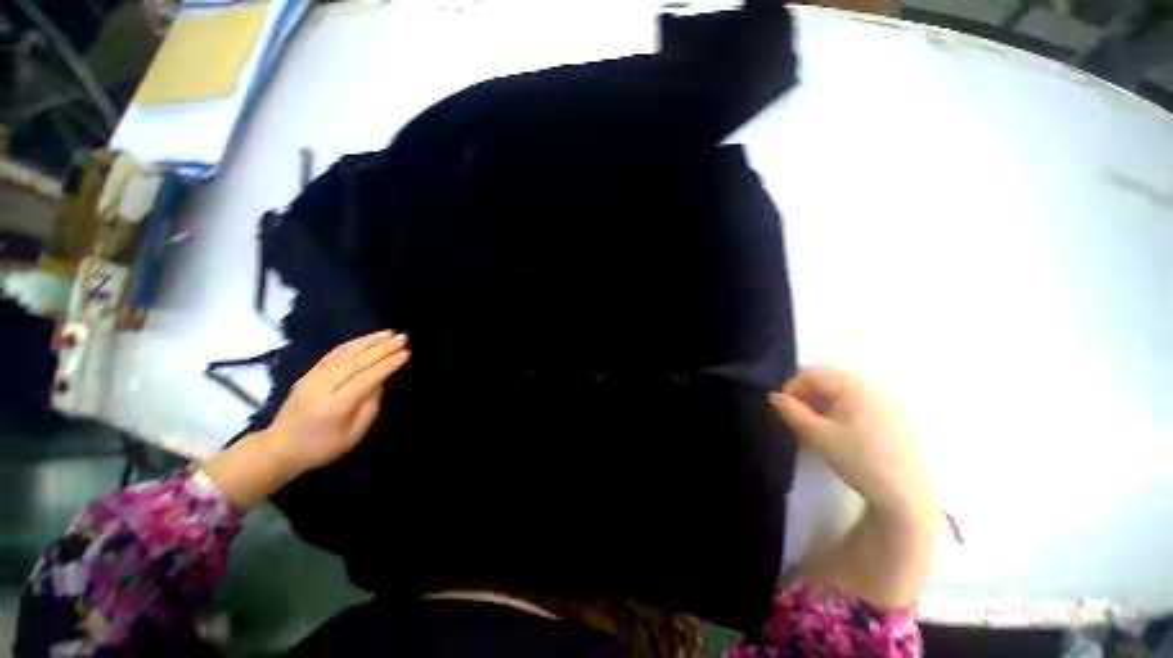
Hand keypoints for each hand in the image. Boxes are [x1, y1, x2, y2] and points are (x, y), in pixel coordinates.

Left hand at [259, 330, 410, 479]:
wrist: (278, 448)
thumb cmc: (322, 447)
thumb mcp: (353, 435)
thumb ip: (370, 406)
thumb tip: (380, 381)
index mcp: (334, 407)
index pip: (366, 379)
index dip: (387, 364)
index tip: (406, 353)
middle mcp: (321, 388)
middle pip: (355, 362)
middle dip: (382, 348)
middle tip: (403, 337)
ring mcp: (311, 378)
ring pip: (343, 354)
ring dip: (369, 341)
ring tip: (389, 333)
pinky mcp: (307, 374)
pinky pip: (333, 354)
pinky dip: (353, 344)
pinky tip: (367, 339)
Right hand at [770, 366, 936, 521]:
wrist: (908, 496)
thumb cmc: (859, 461)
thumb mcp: (817, 436)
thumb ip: (791, 412)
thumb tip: (774, 397)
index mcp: (854, 386)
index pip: (812, 373)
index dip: (790, 386)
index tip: (781, 406)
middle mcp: (874, 385)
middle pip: (829, 377)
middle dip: (807, 391)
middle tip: (795, 412)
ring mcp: (890, 399)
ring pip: (845, 388)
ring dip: (823, 398)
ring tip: (814, 421)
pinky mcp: (898, 414)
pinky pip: (861, 399)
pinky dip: (842, 405)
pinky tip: (838, 426)